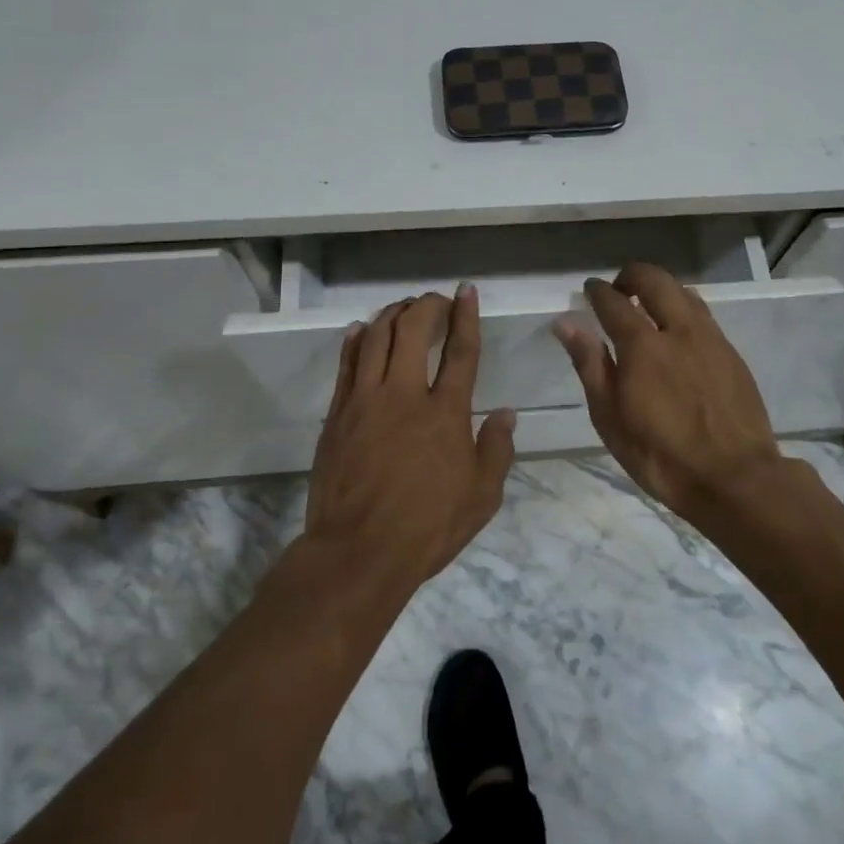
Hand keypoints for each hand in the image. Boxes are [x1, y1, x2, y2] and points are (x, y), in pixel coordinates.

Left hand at [303, 286, 517, 586]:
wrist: (358, 551)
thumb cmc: (427, 526)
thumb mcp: (481, 497)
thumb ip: (497, 450)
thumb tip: (506, 414)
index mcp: (445, 413)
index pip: (461, 351)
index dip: (465, 316)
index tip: (465, 292)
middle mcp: (405, 395)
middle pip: (413, 330)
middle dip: (426, 306)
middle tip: (435, 300)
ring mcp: (365, 401)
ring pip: (376, 338)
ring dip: (392, 315)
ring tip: (403, 309)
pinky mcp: (338, 414)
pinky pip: (346, 364)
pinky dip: (355, 340)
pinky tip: (361, 330)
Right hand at [554, 262, 784, 520]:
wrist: (735, 478)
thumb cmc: (661, 455)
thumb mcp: (610, 418)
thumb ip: (590, 365)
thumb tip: (566, 323)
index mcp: (643, 346)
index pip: (614, 302)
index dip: (598, 291)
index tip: (589, 288)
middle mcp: (678, 331)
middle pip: (655, 280)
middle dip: (632, 275)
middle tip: (618, 289)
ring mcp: (711, 339)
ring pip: (684, 292)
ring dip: (661, 288)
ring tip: (648, 305)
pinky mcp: (732, 353)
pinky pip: (704, 314)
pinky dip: (684, 308)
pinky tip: (679, 330)